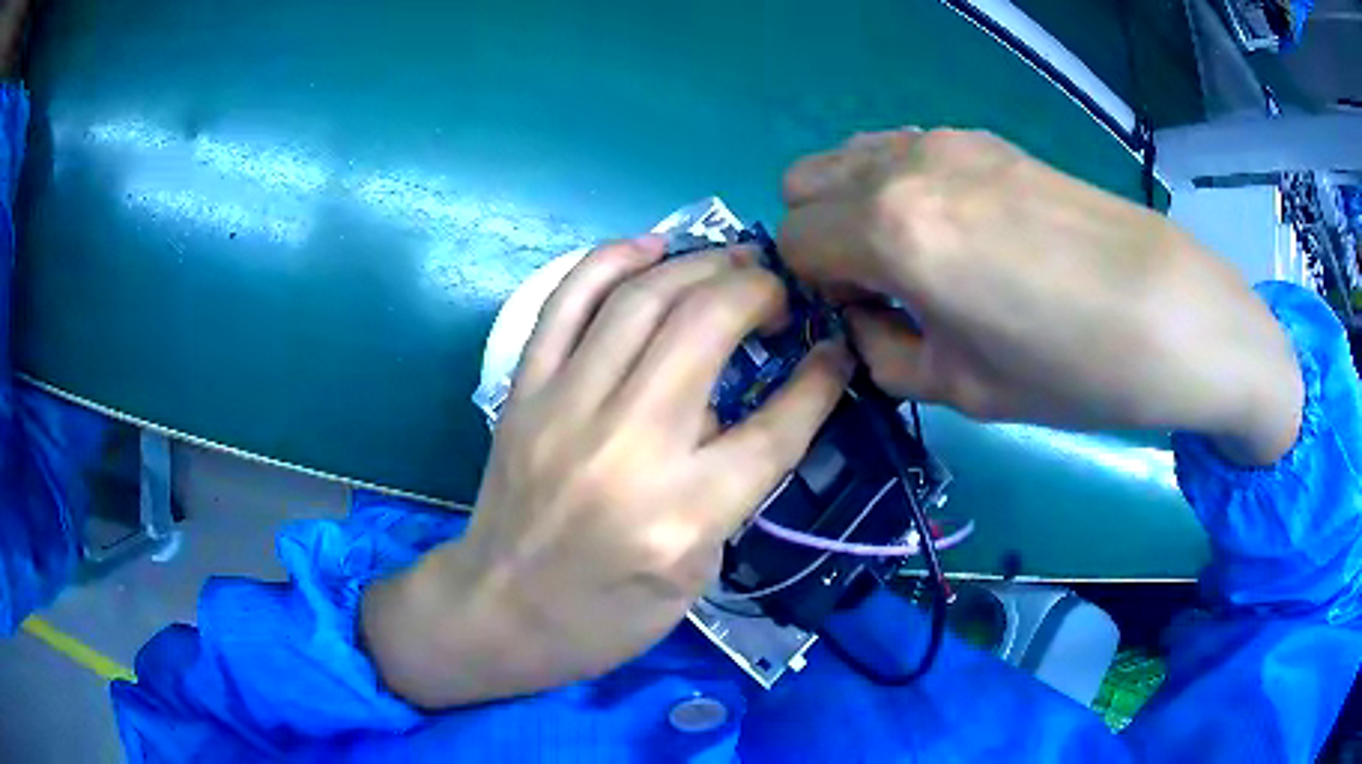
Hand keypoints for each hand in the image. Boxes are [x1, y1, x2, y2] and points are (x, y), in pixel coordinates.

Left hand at [363, 238, 850, 707]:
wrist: (500, 613)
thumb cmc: (608, 615)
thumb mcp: (697, 572)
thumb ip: (729, 484)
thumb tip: (738, 402)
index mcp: (684, 513)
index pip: (775, 426)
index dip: (820, 379)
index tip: (836, 348)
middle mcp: (627, 447)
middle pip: (705, 329)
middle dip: (757, 291)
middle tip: (779, 291)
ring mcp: (565, 409)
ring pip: (640, 299)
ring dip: (698, 265)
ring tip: (733, 260)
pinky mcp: (524, 393)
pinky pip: (564, 302)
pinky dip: (610, 260)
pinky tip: (650, 248)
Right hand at [778, 128, 1301, 464]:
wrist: (1173, 314)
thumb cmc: (1073, 370)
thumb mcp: (964, 391)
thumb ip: (888, 353)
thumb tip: (865, 321)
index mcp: (891, 229)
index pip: (793, 240)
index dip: (814, 287)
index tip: (862, 318)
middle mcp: (905, 166)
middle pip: (807, 184)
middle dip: (823, 238)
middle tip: (880, 286)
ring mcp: (947, 141)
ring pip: (852, 156)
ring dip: (856, 205)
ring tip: (919, 256)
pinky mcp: (986, 139)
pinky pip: (904, 149)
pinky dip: (900, 183)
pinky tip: (960, 227)